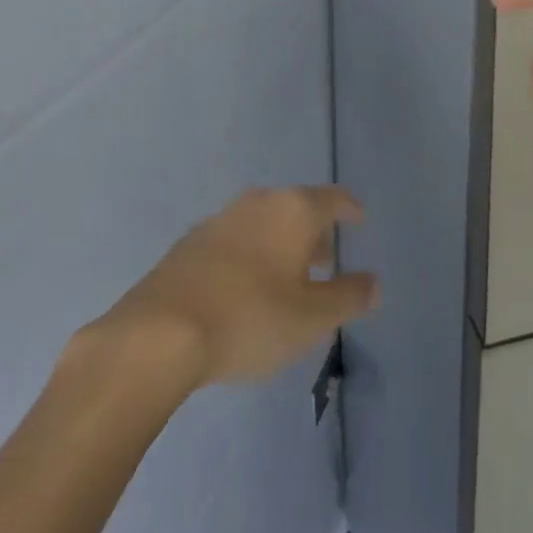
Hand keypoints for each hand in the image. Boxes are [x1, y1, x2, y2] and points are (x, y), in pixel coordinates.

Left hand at [96, 187, 378, 386]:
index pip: (333, 198)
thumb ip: (348, 297)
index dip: (350, 209)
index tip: (359, 221)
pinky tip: (244, 289)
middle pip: (297, 207)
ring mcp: (220, 218)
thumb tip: (374, 283)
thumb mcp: (311, 319)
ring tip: (286, 279)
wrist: (158, 334)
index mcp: (294, 209)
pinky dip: (250, 255)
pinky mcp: (190, 243)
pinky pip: (235, 239)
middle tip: (325, 261)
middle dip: (314, 232)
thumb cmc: (250, 319)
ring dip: (280, 244)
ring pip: (264, 222)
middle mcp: (259, 202)